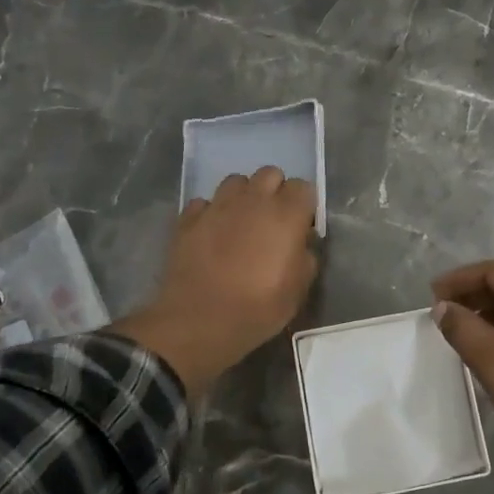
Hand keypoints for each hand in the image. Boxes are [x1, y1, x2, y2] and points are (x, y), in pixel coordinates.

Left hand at [111, 167, 318, 395]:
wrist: (200, 320)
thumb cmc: (259, 307)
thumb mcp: (298, 290)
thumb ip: (306, 258)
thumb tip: (302, 244)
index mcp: (286, 214)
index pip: (303, 186)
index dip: (304, 204)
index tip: (301, 226)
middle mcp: (252, 200)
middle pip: (270, 173)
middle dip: (275, 191)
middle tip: (272, 221)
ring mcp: (217, 206)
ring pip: (235, 181)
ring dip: (243, 196)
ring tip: (241, 222)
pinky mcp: (188, 219)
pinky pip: (204, 203)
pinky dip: (211, 213)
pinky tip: (211, 233)